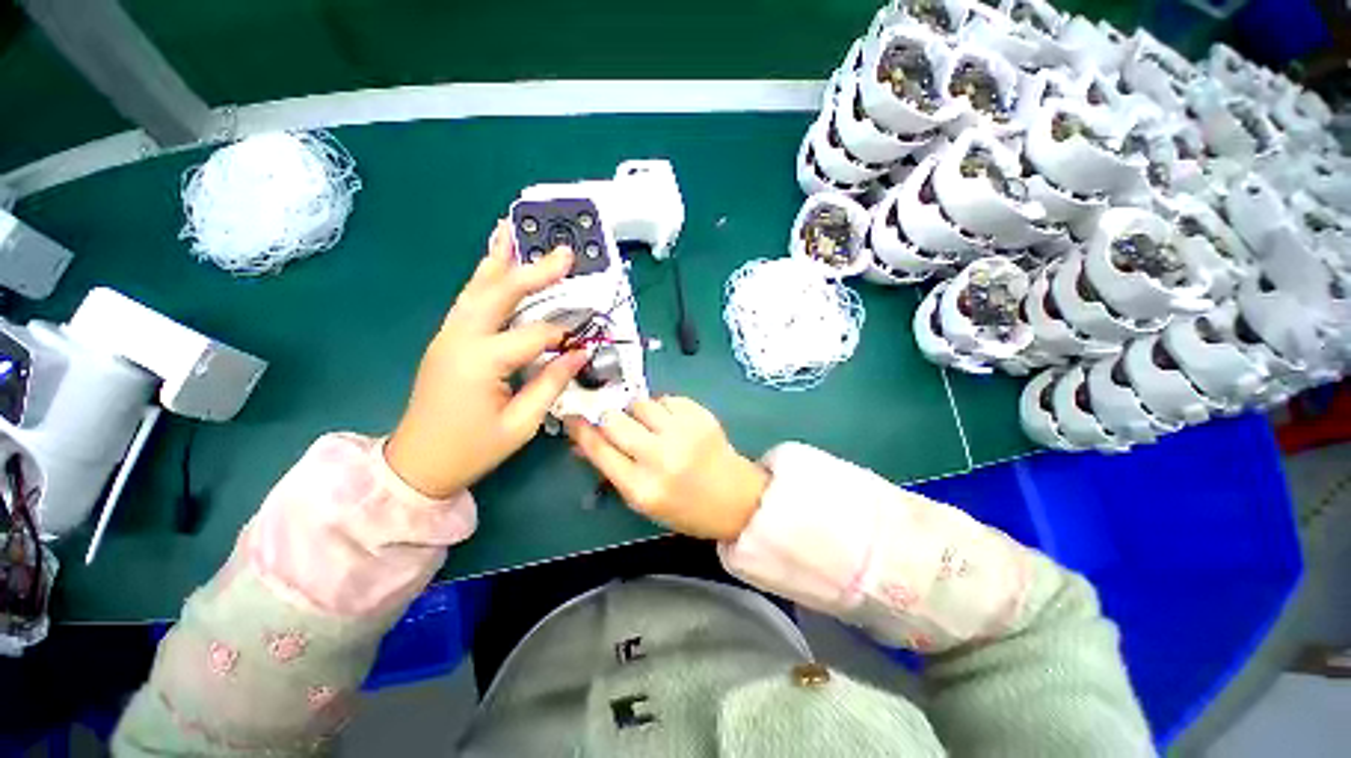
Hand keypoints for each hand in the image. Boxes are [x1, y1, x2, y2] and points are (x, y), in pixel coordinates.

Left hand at [386, 222, 589, 497]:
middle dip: (534, 271)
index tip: (584, 341)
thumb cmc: (472, 449)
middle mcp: (461, 338)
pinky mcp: (446, 339)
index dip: (563, 336)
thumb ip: (552, 383)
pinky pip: (469, 300)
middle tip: (563, 253)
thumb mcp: (522, 423)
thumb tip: (579, 352)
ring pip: (477, 288)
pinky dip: (485, 278)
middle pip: (500, 293)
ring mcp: (448, 335)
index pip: (534, 335)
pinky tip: (493, 263)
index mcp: (481, 362)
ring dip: (499, 261)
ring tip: (513, 232)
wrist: (417, 463)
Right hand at [566, 397, 769, 540]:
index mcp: (642, 487)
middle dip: (610, 418)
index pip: (599, 448)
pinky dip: (664, 408)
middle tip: (618, 424)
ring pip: (640, 403)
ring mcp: (683, 432)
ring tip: (651, 426)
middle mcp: (660, 457)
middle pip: (615, 419)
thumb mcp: (643, 500)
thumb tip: (582, 444)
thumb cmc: (685, 507)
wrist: (736, 499)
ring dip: (638, 412)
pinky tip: (672, 423)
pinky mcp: (701, 416)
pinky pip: (667, 398)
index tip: (572, 416)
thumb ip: (612, 470)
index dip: (581, 429)